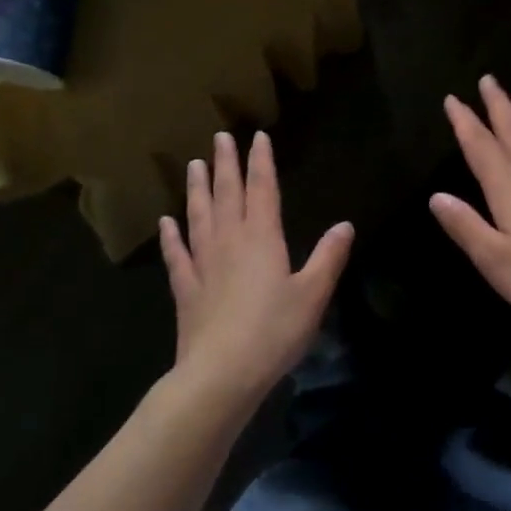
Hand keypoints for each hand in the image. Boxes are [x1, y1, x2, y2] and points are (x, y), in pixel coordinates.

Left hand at [159, 130, 353, 403]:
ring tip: (194, 165)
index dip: (261, 162)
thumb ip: (328, 257)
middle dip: (226, 164)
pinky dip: (171, 236)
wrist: (222, 374)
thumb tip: (345, 225)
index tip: (257, 137)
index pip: (262, 189)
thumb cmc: (274, 331)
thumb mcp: (313, 295)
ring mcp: (203, 264)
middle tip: (220, 137)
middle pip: (227, 194)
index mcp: (262, 238)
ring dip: (197, 189)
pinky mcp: (186, 288)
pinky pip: (177, 254)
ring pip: (199, 216)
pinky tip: (166, 222)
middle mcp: (230, 241)